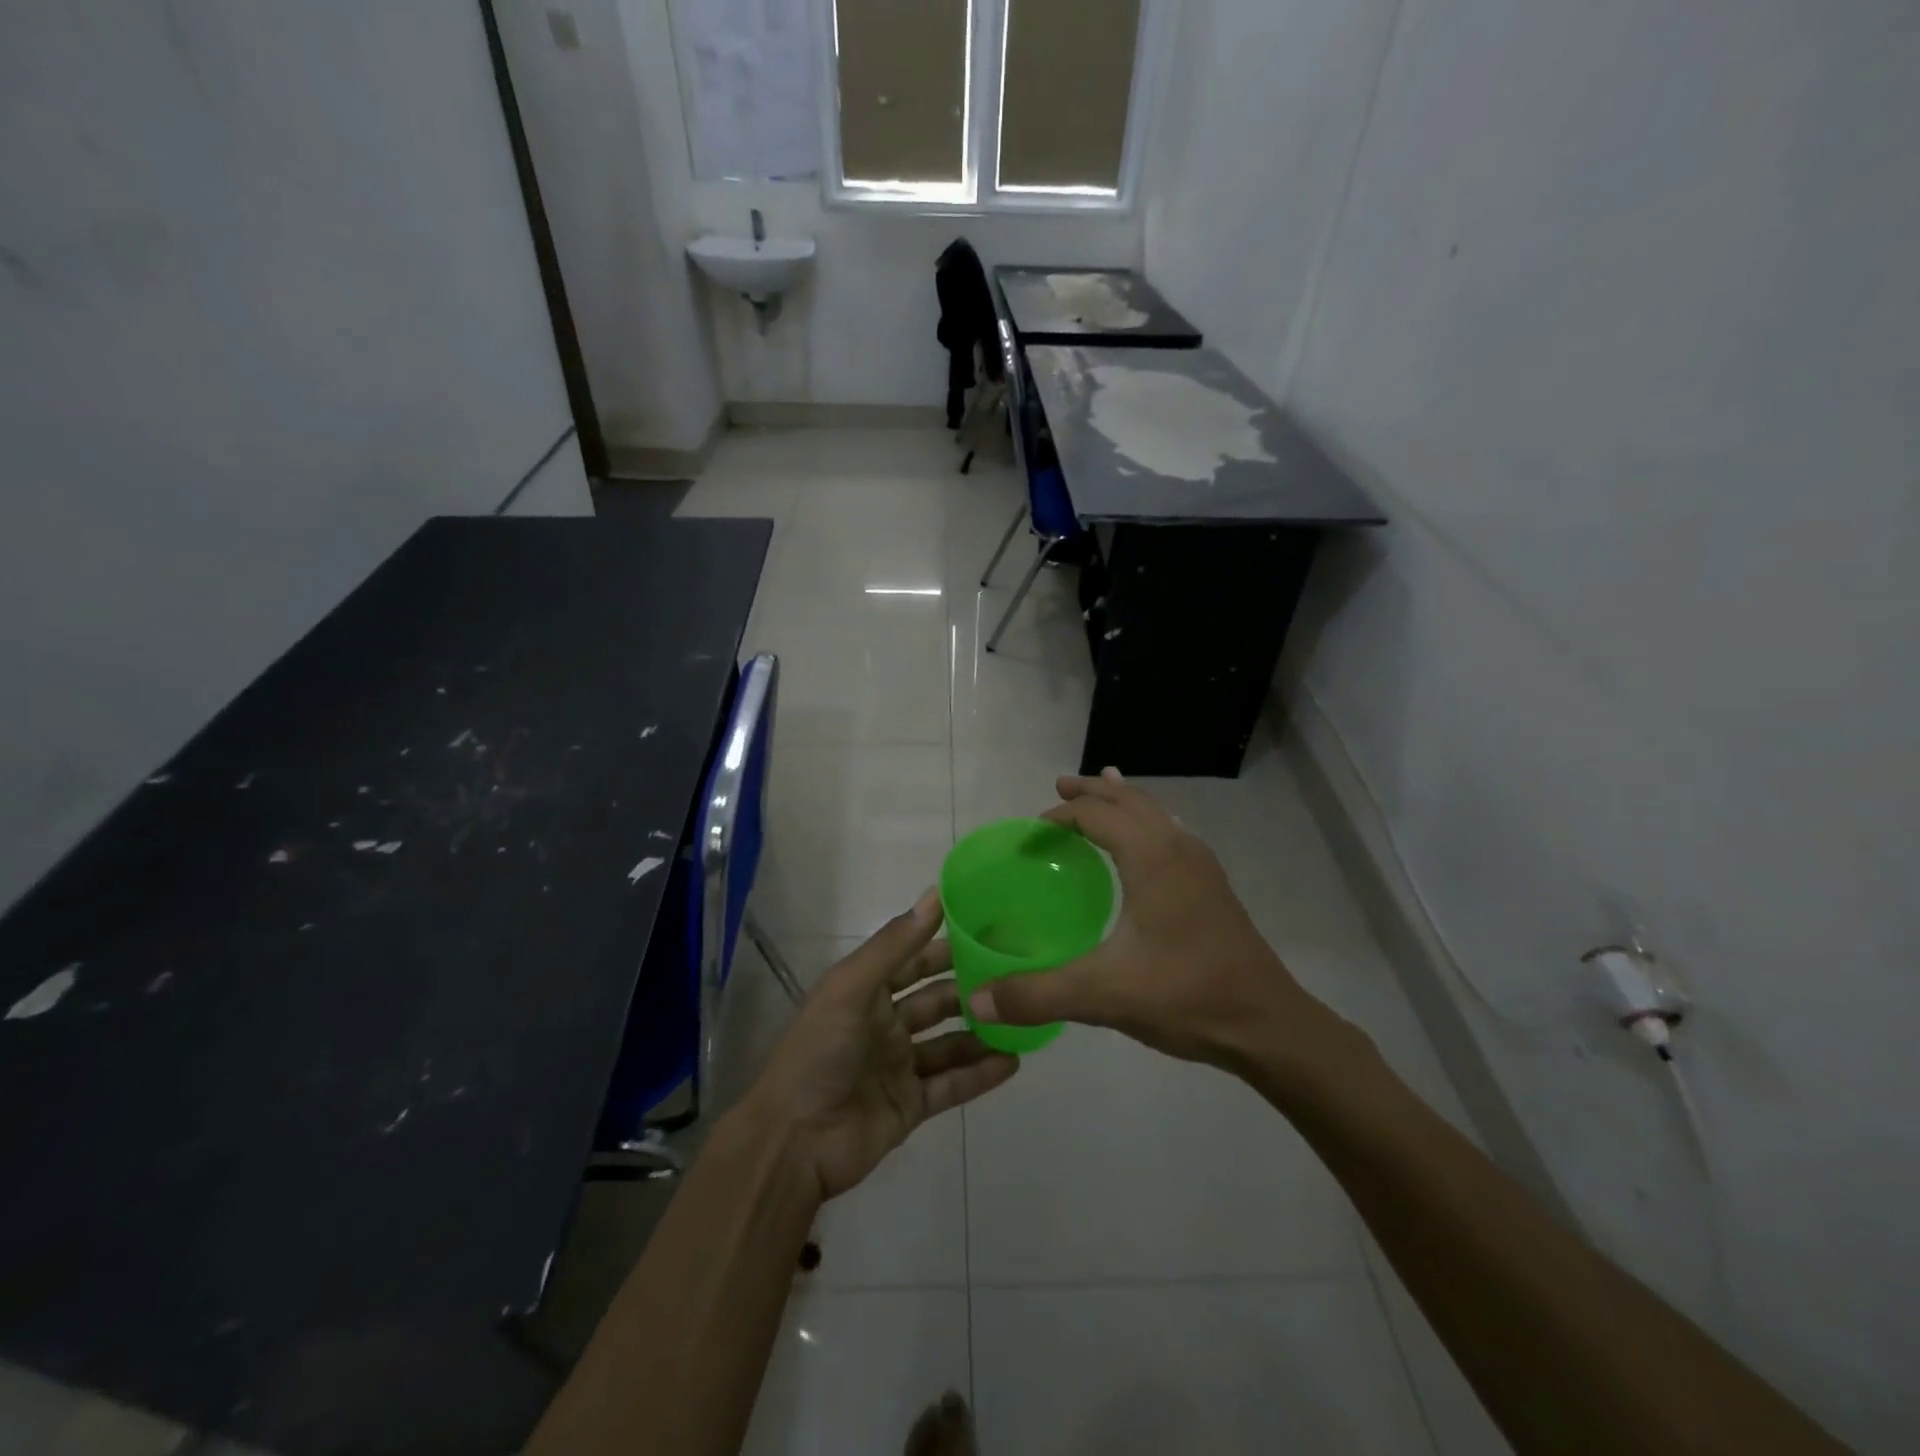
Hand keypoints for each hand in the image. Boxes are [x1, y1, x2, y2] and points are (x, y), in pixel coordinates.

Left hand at [740, 890, 1019, 1200]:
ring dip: (980, 1031)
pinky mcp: (911, 1105)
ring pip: (949, 1042)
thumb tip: (935, 895)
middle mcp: (884, 1025)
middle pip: (935, 1000)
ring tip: (1022, 1017)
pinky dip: (980, 1074)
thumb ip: (895, 945)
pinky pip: (952, 1085)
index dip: (943, 944)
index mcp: (865, 993)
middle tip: (1016, 972)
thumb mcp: (852, 988)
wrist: (794, 1143)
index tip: (986, 928)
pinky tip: (1013, 1062)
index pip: (912, 960)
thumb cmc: (820, 1053)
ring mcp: (899, 1067)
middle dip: (969, 987)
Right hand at [967, 769, 1341, 1073]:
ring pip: (1157, 814)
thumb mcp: (1103, 995)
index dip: (1059, 817)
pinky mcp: (1213, 888)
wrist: (1268, 1025)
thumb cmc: (1186, 996)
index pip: (1096, 815)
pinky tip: (1147, 846)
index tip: (1029, 836)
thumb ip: (1036, 995)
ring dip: (1124, 802)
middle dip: (1093, 792)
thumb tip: (975, 1001)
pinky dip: (1148, 823)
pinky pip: (1172, 835)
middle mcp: (1178, 849)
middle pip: (1130, 801)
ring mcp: (1202, 867)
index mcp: (1152, 858)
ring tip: (1103, 792)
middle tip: (1059, 787)